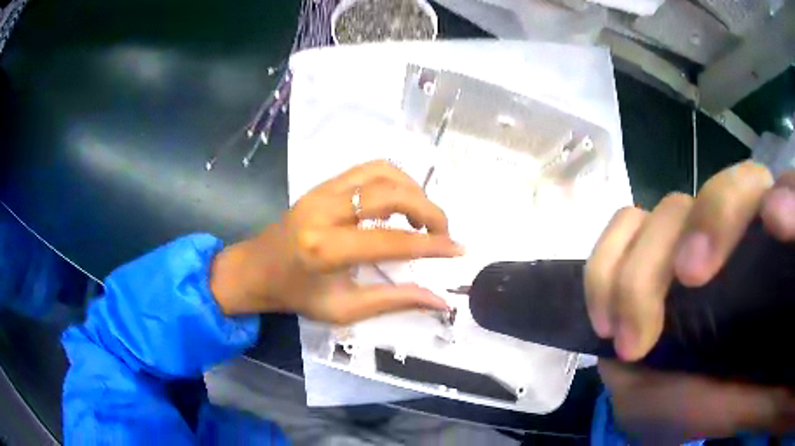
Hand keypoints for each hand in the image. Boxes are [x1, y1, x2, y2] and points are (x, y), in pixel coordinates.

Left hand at [209, 160, 462, 323]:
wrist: (257, 268)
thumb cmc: (297, 295)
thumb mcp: (344, 309)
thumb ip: (394, 301)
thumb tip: (439, 301)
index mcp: (325, 249)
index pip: (391, 240)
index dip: (430, 245)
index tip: (458, 249)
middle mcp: (324, 210)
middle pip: (391, 193)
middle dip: (428, 210)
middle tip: (443, 233)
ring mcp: (322, 190)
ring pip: (383, 172)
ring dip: (413, 190)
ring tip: (424, 217)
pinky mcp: (323, 183)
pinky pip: (368, 169)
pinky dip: (395, 180)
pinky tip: (402, 201)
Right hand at [586, 161, 794, 440]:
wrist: (663, 412)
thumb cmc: (714, 404)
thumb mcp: (748, 400)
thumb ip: (770, 381)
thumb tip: (784, 352)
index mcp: (771, 263)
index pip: (788, 197)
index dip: (785, 196)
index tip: (774, 223)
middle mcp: (736, 235)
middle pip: (731, 187)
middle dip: (710, 224)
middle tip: (687, 282)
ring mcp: (687, 236)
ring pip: (671, 207)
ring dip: (644, 269)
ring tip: (631, 338)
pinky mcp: (643, 248)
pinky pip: (623, 224)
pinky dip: (608, 262)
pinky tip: (605, 318)